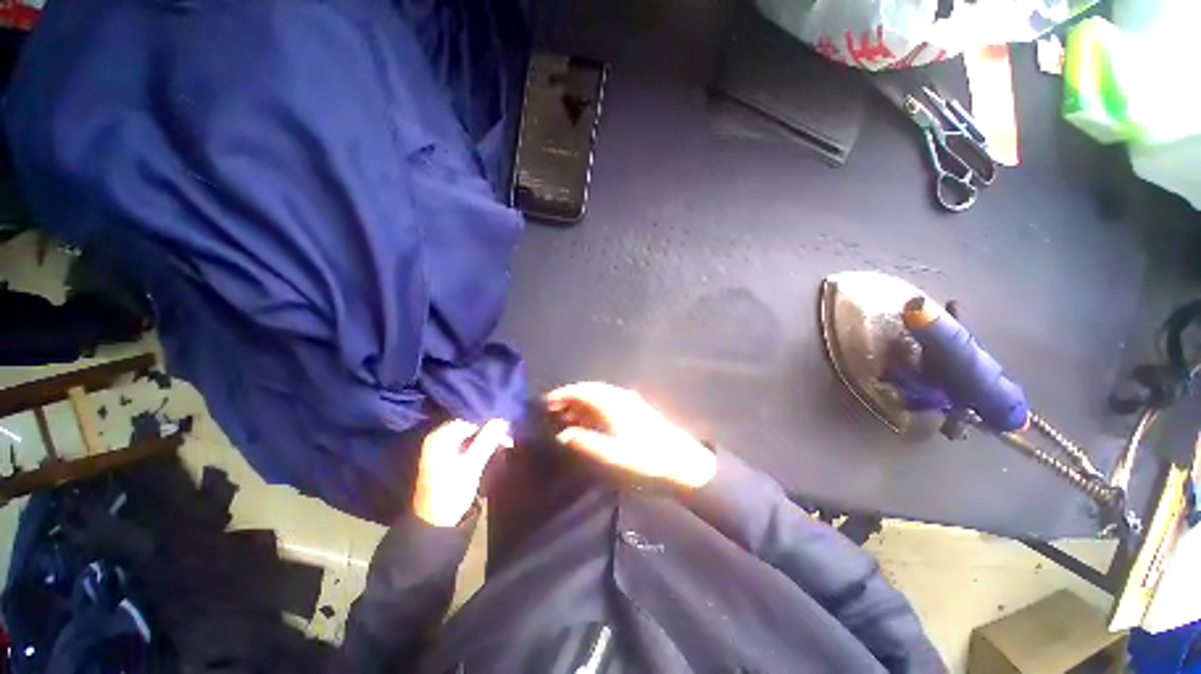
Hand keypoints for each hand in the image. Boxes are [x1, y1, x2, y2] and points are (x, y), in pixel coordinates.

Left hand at [412, 419, 509, 526]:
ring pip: (466, 440)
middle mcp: (435, 441)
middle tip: (504, 445)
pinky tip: (486, 458)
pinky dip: (475, 451)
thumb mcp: (472, 464)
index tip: (504, 438)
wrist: (434, 524)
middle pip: (467, 430)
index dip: (488, 428)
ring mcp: (437, 452)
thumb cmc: (452, 492)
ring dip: (484, 444)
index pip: (469, 422)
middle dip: (487, 435)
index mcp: (438, 438)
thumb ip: (487, 440)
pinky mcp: (441, 463)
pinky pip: (462, 449)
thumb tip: (502, 420)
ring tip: (499, 452)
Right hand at [547, 382, 715, 488]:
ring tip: (566, 420)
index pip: (580, 391)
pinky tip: (590, 423)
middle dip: (568, 399)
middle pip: (589, 391)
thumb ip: (583, 443)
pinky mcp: (638, 411)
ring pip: (599, 397)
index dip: (560, 395)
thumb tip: (562, 433)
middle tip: (551, 413)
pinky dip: (594, 409)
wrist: (684, 465)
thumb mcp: (610, 456)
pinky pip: (608, 403)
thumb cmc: (644, 461)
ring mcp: (631, 402)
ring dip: (581, 405)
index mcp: (611, 402)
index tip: (543, 403)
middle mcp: (620, 396)